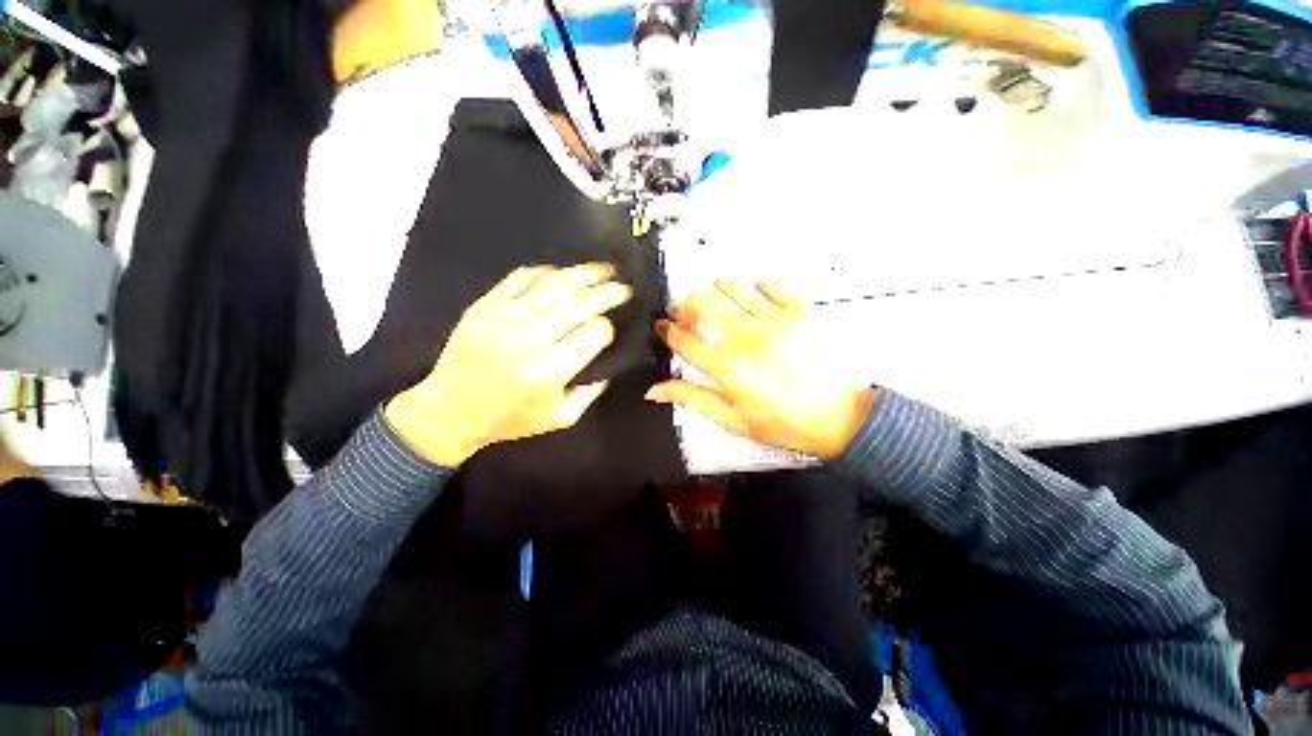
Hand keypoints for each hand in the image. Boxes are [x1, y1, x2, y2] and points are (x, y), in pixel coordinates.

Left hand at [386, 264, 630, 465]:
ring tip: (603, 269)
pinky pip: (522, 278)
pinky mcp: (485, 305)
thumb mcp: (560, 418)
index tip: (609, 328)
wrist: (450, 411)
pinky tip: (561, 272)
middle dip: (607, 292)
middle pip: (580, 302)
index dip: (607, 327)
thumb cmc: (510, 419)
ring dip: (584, 273)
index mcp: (551, 369)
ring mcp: (505, 317)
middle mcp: (530, 338)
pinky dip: (546, 272)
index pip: (594, 332)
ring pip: (555, 284)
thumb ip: (591, 392)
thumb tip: (609, 363)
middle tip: (623, 286)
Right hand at [647, 280, 876, 459]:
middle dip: (687, 305)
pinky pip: (769, 283)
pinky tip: (754, 301)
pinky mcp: (800, 309)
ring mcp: (775, 319)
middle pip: (702, 302)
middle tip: (689, 317)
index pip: (684, 339)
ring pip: (731, 285)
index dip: (667, 330)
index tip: (662, 326)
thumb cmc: (782, 423)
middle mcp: (747, 337)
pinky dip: (755, 287)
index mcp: (728, 368)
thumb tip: (654, 390)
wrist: (839, 418)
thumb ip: (692, 398)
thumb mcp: (732, 419)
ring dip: (716, 292)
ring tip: (719, 307)